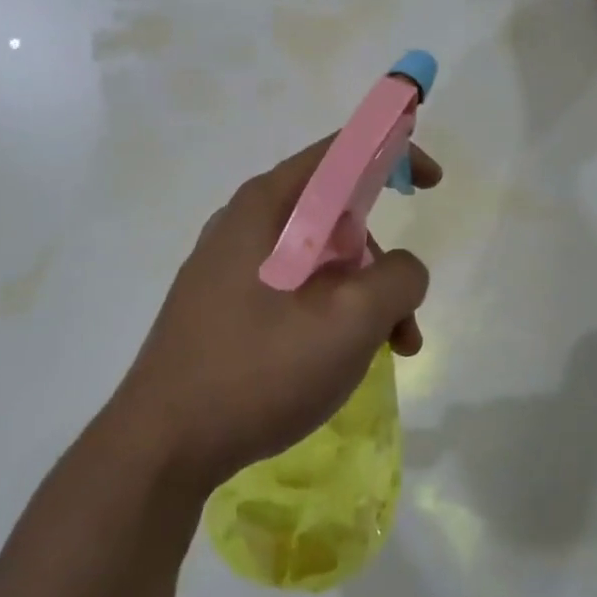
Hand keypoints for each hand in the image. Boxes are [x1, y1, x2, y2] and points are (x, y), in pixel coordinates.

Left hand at [106, 138, 439, 492]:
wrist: (163, 444)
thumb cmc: (258, 370)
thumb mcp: (349, 320)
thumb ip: (397, 278)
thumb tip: (401, 270)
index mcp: (267, 206)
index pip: (342, 152)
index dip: (394, 152)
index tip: (433, 184)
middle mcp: (244, 224)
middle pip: (335, 214)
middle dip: (381, 259)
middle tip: (404, 314)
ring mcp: (228, 267)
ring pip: (318, 260)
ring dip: (362, 297)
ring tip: (386, 352)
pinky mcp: (223, 306)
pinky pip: (292, 290)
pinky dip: (329, 314)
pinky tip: (338, 361)